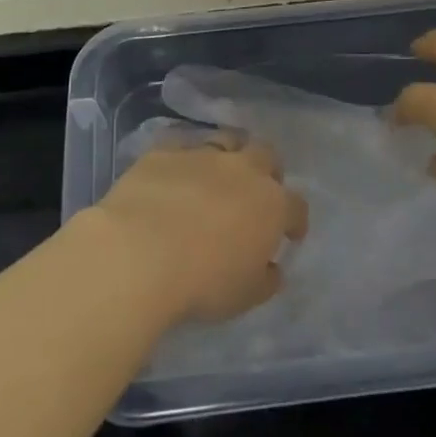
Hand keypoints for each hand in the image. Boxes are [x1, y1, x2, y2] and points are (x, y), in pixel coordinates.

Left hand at [90, 135, 307, 324]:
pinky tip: (174, 176)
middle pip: (266, 156)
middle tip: (256, 192)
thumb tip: (271, 268)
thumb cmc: (202, 282)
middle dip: (266, 171)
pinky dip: (183, 159)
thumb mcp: (245, 295)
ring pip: (226, 141)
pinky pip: (181, 146)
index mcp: (271, 205)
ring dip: (228, 155)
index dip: (295, 221)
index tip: (290, 234)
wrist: (139, 254)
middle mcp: (242, 170)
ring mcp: (202, 156)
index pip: (296, 206)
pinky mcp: (164, 152)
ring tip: (216, 176)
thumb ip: (265, 279)